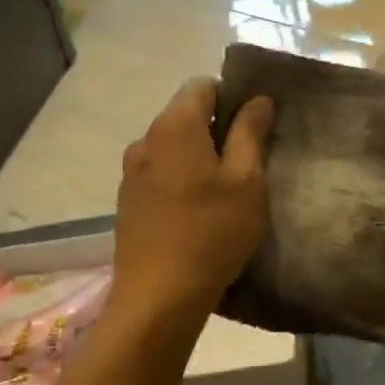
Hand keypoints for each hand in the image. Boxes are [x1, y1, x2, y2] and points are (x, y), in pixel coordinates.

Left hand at [112, 80, 274, 324]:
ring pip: (171, 146)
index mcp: (174, 126)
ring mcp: (130, 172)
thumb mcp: (246, 181)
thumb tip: (258, 99)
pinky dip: (179, 178)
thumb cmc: (212, 233)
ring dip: (197, 155)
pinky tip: (197, 210)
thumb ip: (251, 132)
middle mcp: (145, 140)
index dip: (232, 97)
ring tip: (223, 189)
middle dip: (216, 128)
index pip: (202, 85)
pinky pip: (159, 172)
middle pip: (184, 114)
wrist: (158, 298)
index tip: (254, 126)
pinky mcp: (127, 200)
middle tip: (247, 161)